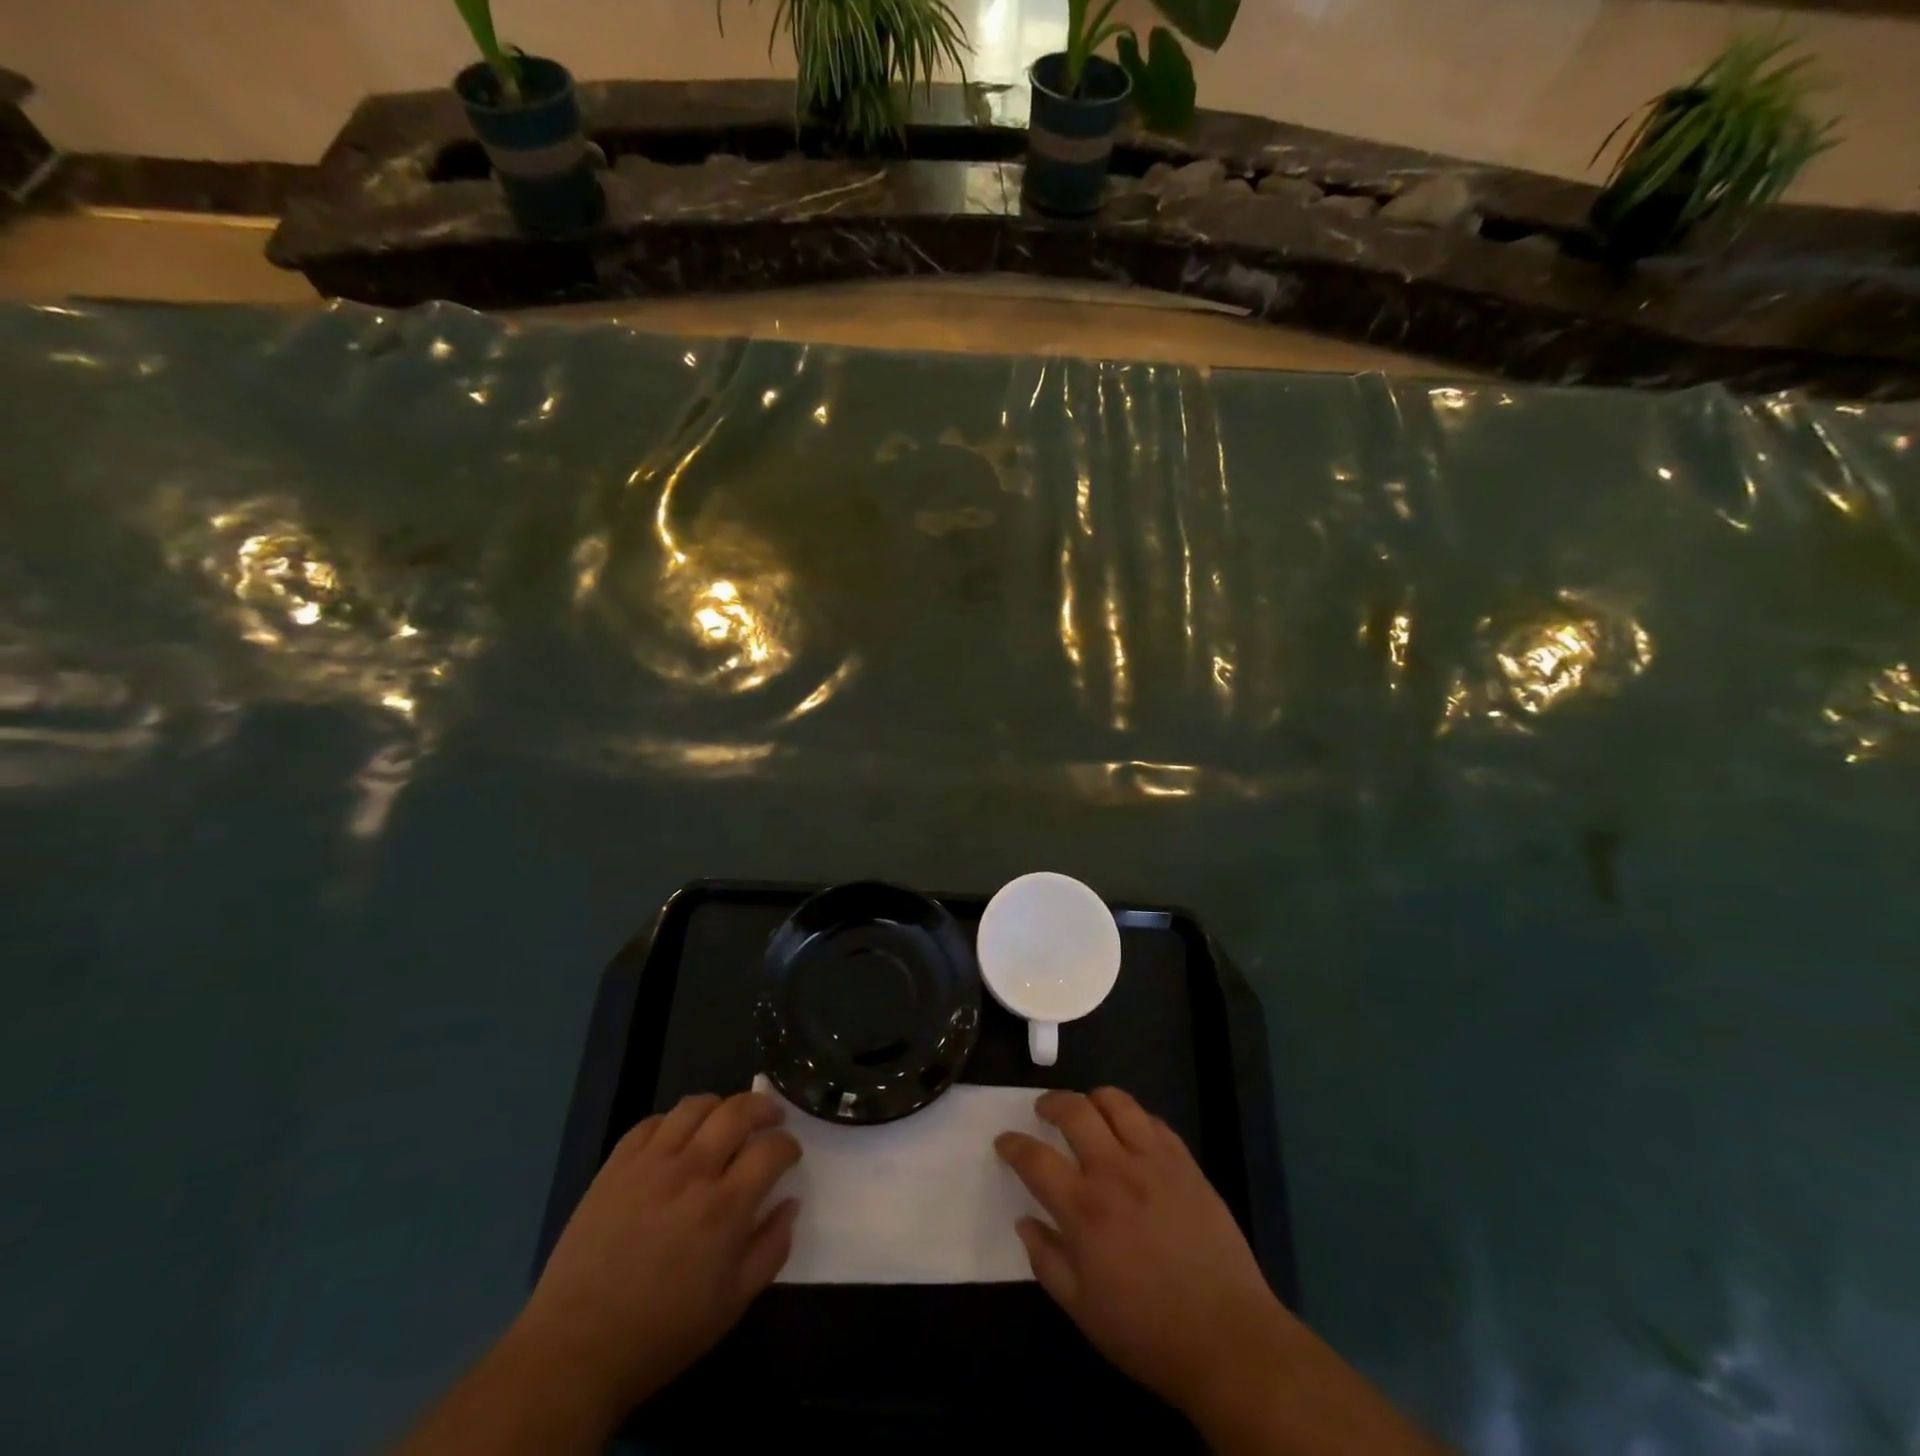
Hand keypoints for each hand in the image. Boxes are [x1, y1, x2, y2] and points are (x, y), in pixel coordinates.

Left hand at [513, 1091, 800, 1421]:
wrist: (576, 1349)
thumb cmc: (663, 1332)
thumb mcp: (733, 1304)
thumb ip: (771, 1248)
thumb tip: (789, 1203)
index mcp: (725, 1207)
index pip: (771, 1149)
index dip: (788, 1145)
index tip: (789, 1154)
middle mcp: (692, 1172)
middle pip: (738, 1111)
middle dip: (764, 1108)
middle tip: (770, 1117)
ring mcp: (650, 1164)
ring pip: (695, 1106)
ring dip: (720, 1105)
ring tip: (724, 1120)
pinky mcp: (615, 1166)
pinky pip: (651, 1122)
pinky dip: (672, 1121)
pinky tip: (677, 1138)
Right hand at [994, 1088, 1283, 1416]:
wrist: (1228, 1338)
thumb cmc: (1147, 1331)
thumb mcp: (1082, 1310)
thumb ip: (1047, 1261)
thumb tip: (1025, 1222)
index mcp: (1084, 1209)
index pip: (1035, 1158)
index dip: (1013, 1144)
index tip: (1004, 1141)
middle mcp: (1115, 1172)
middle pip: (1074, 1110)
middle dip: (1050, 1103)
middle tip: (1043, 1112)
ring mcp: (1154, 1161)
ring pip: (1116, 1101)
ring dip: (1093, 1099)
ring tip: (1087, 1112)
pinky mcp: (1186, 1163)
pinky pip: (1153, 1121)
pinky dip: (1133, 1118)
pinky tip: (1130, 1135)